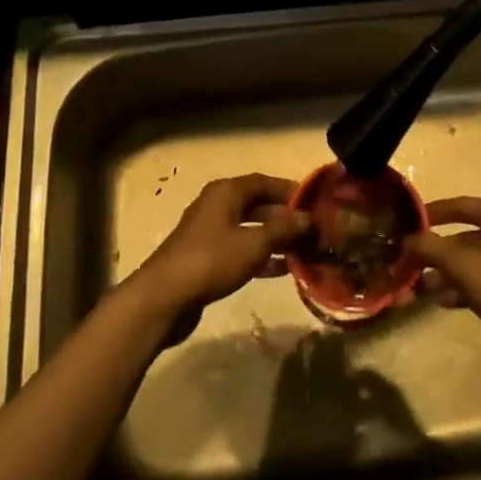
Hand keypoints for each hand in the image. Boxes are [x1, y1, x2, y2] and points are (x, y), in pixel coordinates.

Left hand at [132, 174, 309, 316]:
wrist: (165, 297)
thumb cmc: (212, 261)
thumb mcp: (253, 243)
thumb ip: (283, 229)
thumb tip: (307, 218)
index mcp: (226, 192)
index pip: (265, 182)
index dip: (290, 190)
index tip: (315, 203)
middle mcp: (218, 205)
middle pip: (258, 205)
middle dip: (286, 217)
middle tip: (313, 230)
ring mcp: (211, 232)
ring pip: (251, 229)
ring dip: (276, 239)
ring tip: (305, 250)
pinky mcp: (207, 257)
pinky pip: (241, 249)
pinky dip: (261, 256)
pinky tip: (283, 269)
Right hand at [407, 197, 480, 373]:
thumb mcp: (464, 265)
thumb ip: (432, 248)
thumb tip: (406, 239)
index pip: (461, 205)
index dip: (433, 212)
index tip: (407, 221)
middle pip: (465, 236)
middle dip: (436, 250)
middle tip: (408, 261)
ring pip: (472, 262)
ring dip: (445, 272)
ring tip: (418, 285)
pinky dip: (461, 288)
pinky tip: (441, 300)